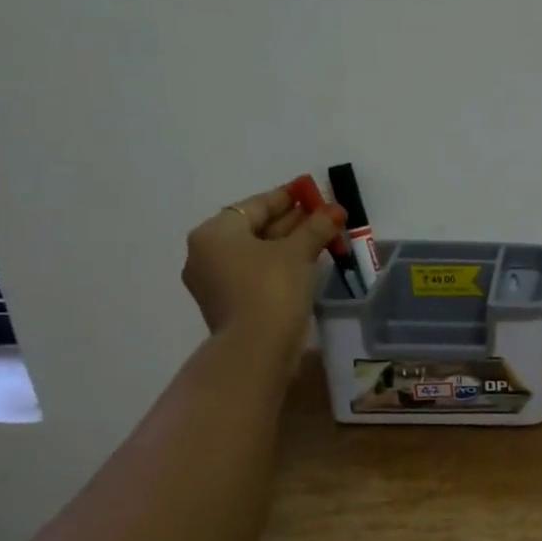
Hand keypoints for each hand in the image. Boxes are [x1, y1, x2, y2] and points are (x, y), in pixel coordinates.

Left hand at [181, 187, 345, 351]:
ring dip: (287, 246)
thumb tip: (335, 210)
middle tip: (321, 217)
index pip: (256, 205)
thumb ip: (315, 227)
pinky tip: (303, 266)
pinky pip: (254, 275)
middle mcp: (206, 253)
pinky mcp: (227, 305)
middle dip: (290, 223)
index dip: (287, 197)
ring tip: (319, 240)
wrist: (256, 348)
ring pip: (255, 254)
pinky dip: (277, 267)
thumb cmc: (272, 289)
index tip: (311, 192)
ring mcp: (214, 282)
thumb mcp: (298, 252)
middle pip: (254, 229)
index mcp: (215, 232)